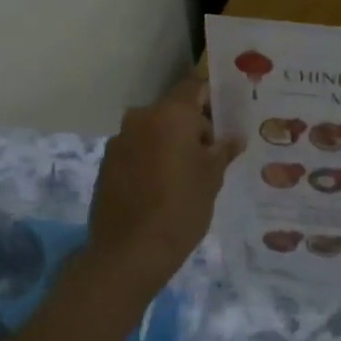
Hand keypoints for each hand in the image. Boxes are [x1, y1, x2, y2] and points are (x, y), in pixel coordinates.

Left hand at [86, 79, 240, 283]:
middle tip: (210, 156)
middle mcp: (141, 118)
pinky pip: (136, 151)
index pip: (195, 87)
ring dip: (169, 145)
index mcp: (170, 114)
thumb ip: (222, 150)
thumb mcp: (212, 178)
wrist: (129, 252)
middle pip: (173, 111)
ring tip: (185, 176)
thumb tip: (233, 137)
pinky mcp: (106, 165)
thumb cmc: (181, 208)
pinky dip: (150, 161)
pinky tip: (160, 189)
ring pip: (153, 132)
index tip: (226, 120)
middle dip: (192, 128)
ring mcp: (119, 141)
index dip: (212, 99)